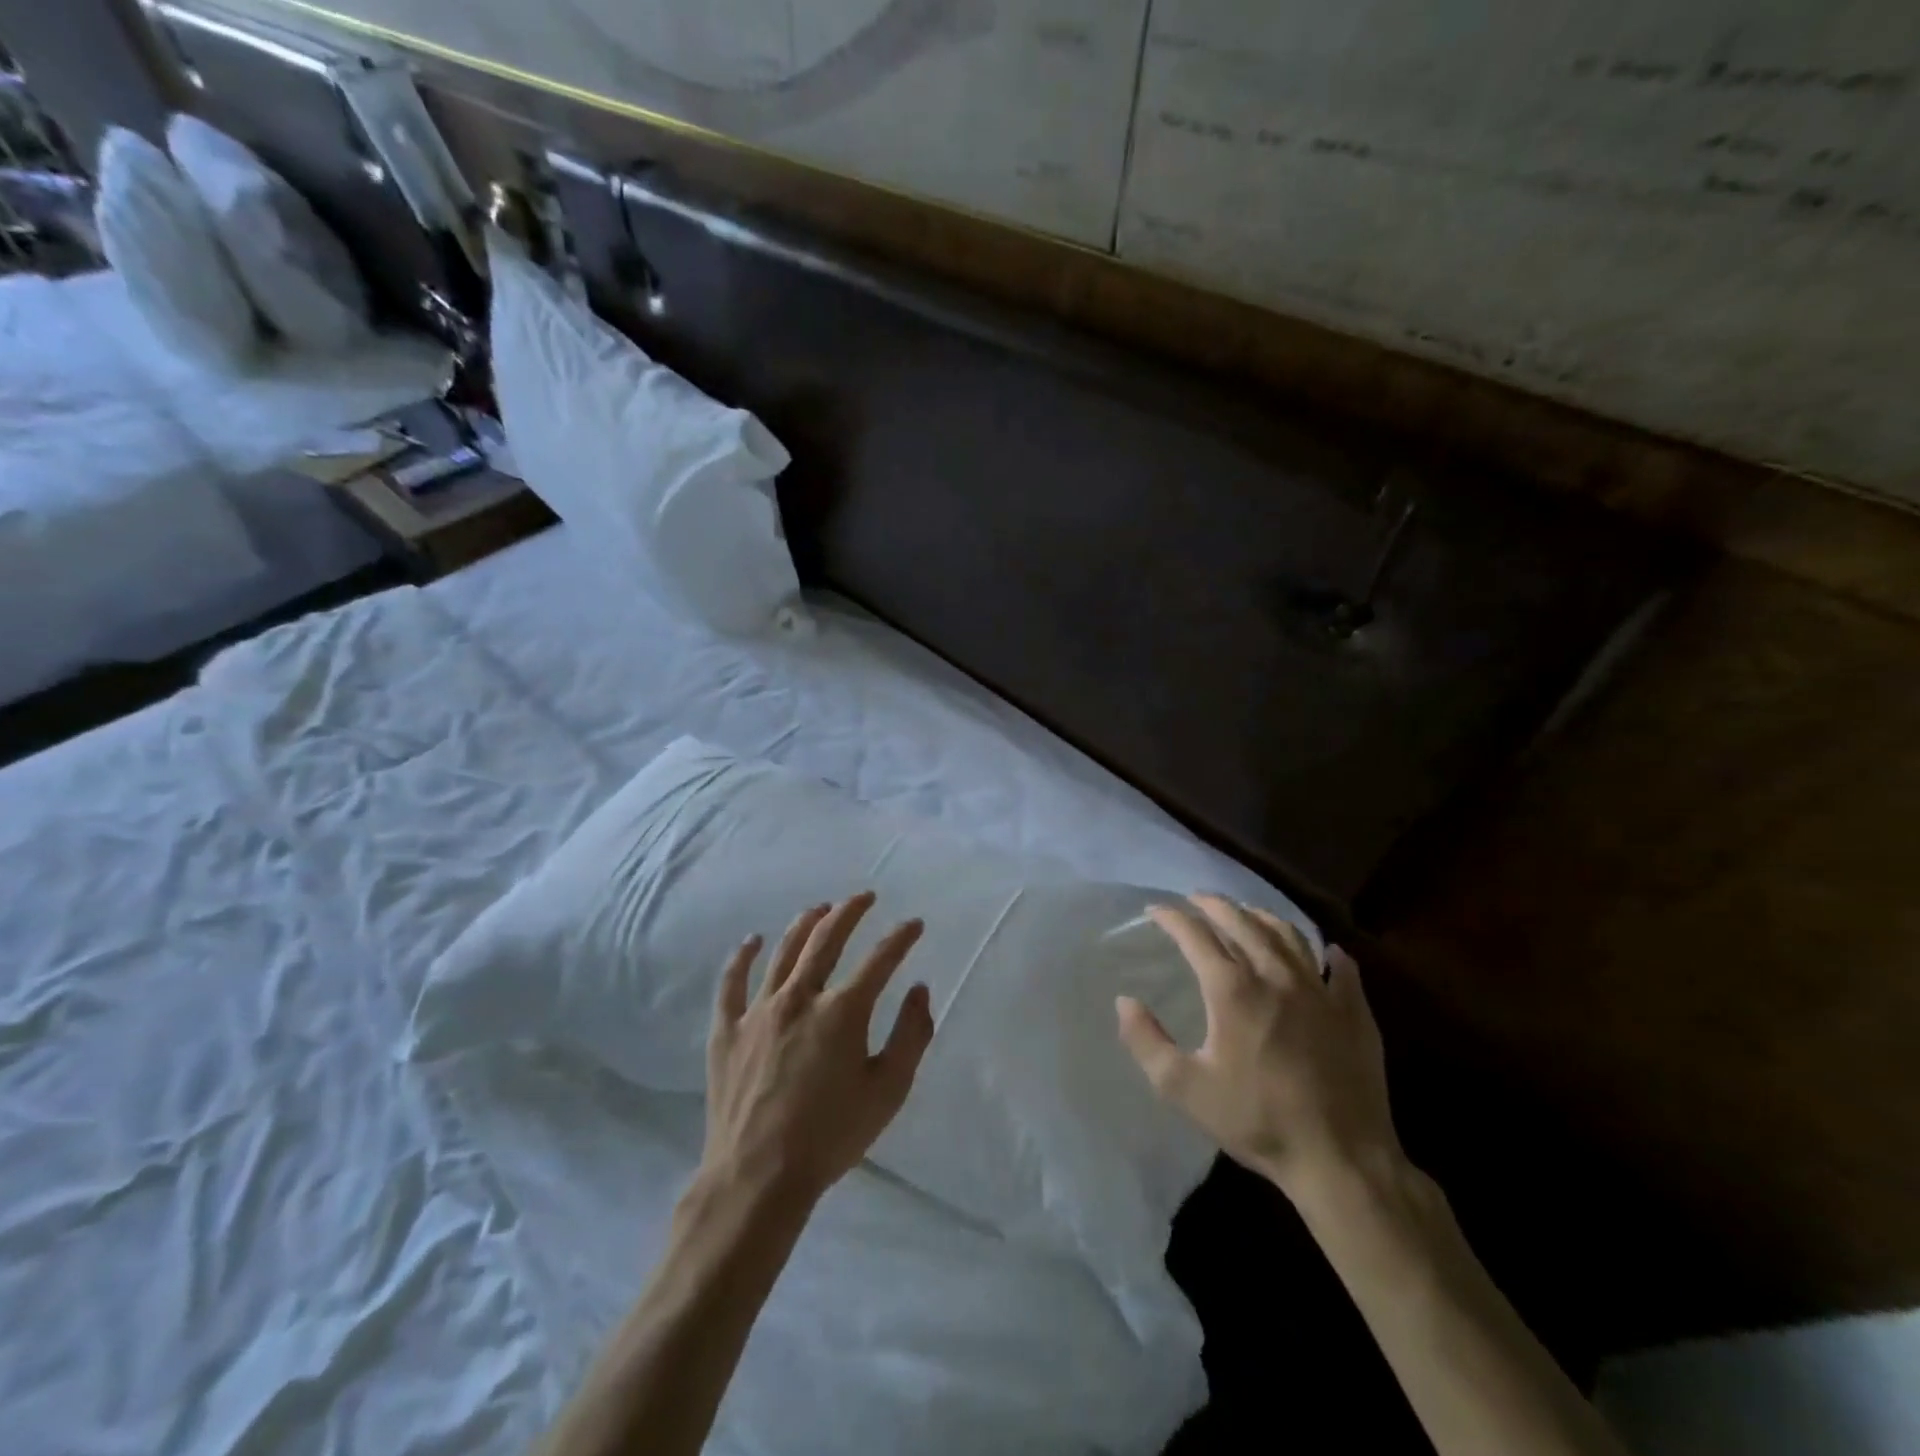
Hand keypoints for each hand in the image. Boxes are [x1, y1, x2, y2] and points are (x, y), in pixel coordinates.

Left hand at [700, 892, 934, 1209]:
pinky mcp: (727, 1030)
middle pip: (827, 940)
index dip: (901, 938)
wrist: (758, 1179)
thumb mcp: (888, 1092)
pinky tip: (752, 940)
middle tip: (864, 897)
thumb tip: (919, 990)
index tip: (914, 924)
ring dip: (805, 924)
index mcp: (842, 1012)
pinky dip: (742, 957)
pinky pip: (731, 983)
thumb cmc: (831, 1137)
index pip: (880, 959)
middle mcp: (800, 998)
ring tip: (820, 908)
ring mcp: (759, 1011)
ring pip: (784, 952)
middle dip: (850, 912)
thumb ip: (911, 1036)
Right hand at [1116, 894, 1402, 1205]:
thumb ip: (1146, 1041)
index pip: (1196, 936)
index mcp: (1233, 990)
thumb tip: (1124, 1001)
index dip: (1172, 918)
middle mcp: (1276, 976)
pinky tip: (1327, 951)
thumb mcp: (1184, 1089)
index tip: (1156, 910)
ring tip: (1247, 913)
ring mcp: (1320, 990)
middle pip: (1242, 922)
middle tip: (1197, 899)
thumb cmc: (1257, 1120)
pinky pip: (1342, 968)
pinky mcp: (1354, 1011)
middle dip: (1214, 904)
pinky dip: (1328, 953)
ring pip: (1288, 935)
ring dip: (1262, 917)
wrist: (1341, 1159)